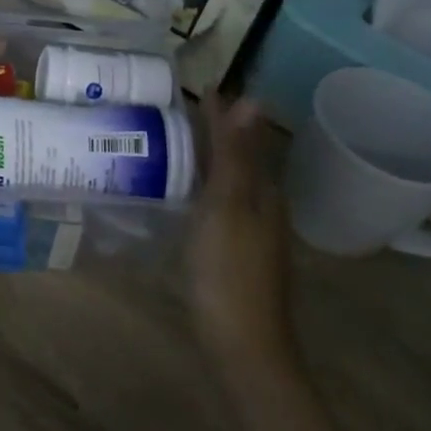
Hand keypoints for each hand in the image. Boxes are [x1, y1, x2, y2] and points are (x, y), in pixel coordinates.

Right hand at [190, 97, 302, 379]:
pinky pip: (215, 204)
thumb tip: (250, 99)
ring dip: (203, 159)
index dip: (219, 113)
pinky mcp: (231, 254)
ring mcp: (248, 233)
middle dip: (211, 132)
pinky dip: (198, 187)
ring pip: (225, 182)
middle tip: (173, 108)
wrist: (241, 346)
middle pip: (234, 159)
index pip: (239, 137)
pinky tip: (176, 193)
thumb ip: (235, 154)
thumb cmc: (229, 269)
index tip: (198, 85)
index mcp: (261, 191)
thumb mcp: (228, 205)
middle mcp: (260, 207)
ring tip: (168, 142)